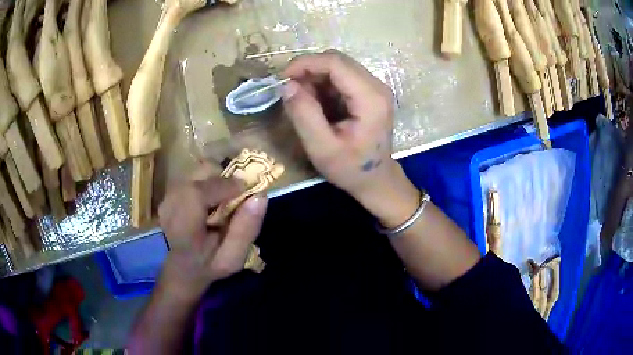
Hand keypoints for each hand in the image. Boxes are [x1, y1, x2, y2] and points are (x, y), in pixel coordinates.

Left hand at [157, 171, 267, 300]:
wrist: (182, 267)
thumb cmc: (209, 265)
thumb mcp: (232, 258)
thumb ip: (245, 230)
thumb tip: (260, 196)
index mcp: (183, 225)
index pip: (199, 192)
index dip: (226, 185)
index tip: (246, 191)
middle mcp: (170, 204)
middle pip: (200, 172)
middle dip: (223, 178)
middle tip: (235, 196)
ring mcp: (167, 196)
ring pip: (198, 170)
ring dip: (215, 179)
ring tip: (223, 200)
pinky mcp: (169, 191)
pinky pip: (193, 175)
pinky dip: (207, 181)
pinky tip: (210, 201)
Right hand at [282, 50, 418, 226]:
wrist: (375, 179)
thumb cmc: (351, 168)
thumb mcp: (321, 148)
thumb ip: (304, 115)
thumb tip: (287, 86)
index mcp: (370, 98)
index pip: (336, 63)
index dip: (306, 63)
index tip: (283, 78)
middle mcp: (377, 86)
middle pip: (338, 61)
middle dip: (309, 70)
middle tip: (289, 90)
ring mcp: (374, 88)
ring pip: (338, 67)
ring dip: (315, 78)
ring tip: (303, 102)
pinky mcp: (368, 92)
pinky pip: (341, 77)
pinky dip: (323, 85)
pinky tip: (316, 104)